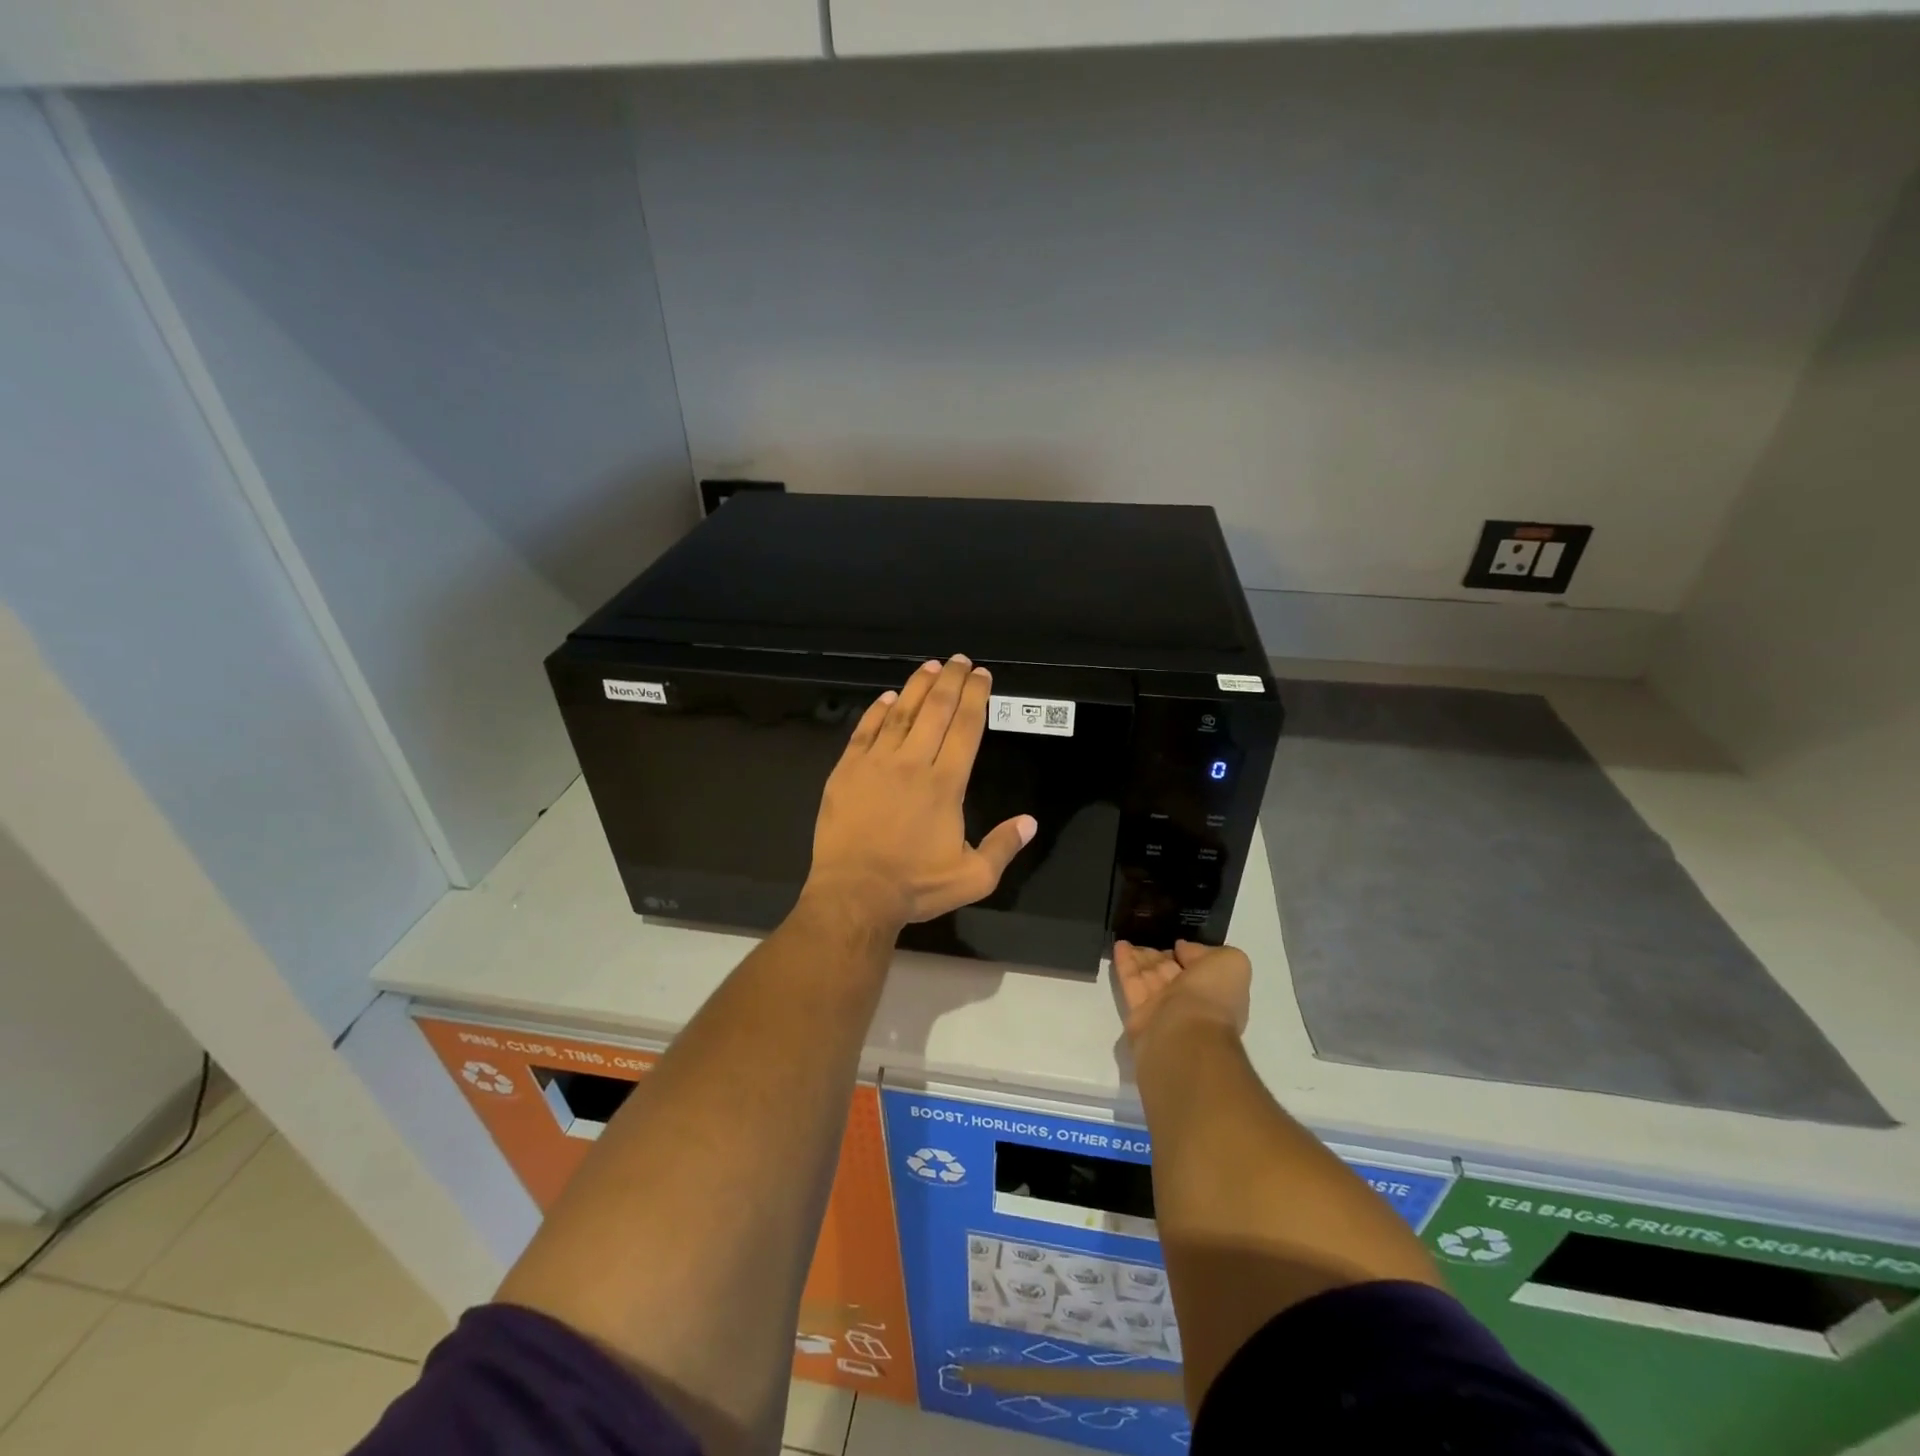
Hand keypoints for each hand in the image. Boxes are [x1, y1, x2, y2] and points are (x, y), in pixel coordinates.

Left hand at [805, 655, 1036, 932]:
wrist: (855, 894)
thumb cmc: (915, 886)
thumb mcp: (973, 878)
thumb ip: (1003, 847)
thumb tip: (1030, 822)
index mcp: (946, 783)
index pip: (966, 728)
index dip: (976, 697)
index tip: (983, 676)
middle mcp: (913, 763)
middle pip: (936, 710)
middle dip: (951, 681)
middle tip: (960, 660)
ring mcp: (876, 764)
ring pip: (900, 713)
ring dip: (917, 687)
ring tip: (931, 666)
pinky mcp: (846, 771)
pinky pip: (864, 732)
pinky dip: (876, 712)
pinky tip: (886, 698)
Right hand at [1113, 940, 1251, 1047]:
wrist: (1185, 1035)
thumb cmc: (1212, 996)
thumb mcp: (1230, 962)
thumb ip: (1207, 950)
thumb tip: (1183, 949)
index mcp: (1215, 990)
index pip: (1199, 966)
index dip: (1188, 952)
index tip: (1174, 939)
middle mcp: (1190, 1001)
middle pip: (1171, 971)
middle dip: (1159, 955)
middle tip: (1145, 934)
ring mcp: (1164, 1009)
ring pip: (1149, 976)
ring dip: (1139, 957)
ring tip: (1128, 938)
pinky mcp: (1139, 1015)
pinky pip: (1132, 983)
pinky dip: (1125, 964)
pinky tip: (1119, 945)